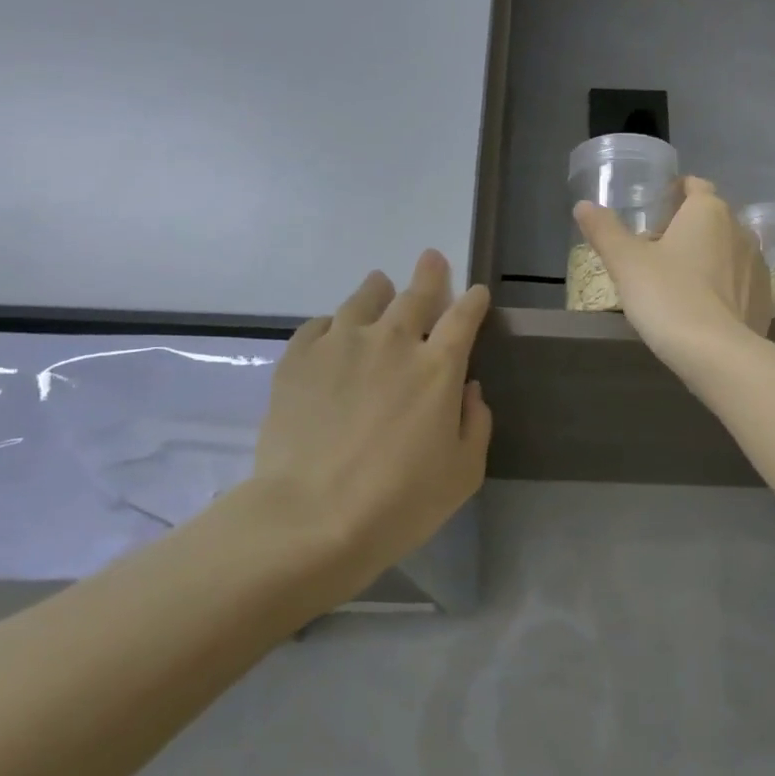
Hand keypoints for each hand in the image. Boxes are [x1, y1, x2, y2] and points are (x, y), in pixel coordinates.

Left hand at [239, 250, 491, 608]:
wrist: (313, 516)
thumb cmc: (401, 502)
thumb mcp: (464, 472)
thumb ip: (476, 423)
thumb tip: (469, 389)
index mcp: (440, 368)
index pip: (464, 318)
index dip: (473, 301)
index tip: (476, 293)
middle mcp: (394, 343)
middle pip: (416, 295)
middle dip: (429, 274)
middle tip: (431, 259)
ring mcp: (342, 345)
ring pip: (364, 300)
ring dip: (378, 289)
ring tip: (380, 282)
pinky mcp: (299, 359)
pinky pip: (319, 325)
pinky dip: (333, 322)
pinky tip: (333, 328)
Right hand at [575, 176, 770, 370]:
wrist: (717, 353)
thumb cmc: (667, 296)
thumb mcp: (625, 262)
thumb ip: (604, 230)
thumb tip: (583, 206)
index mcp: (708, 211)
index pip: (695, 186)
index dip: (675, 193)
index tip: (656, 211)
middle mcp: (740, 230)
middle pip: (711, 219)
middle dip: (687, 229)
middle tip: (656, 253)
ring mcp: (757, 265)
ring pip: (727, 251)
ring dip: (706, 259)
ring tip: (678, 284)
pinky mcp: (764, 298)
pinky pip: (739, 282)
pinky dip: (722, 287)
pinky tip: (702, 309)